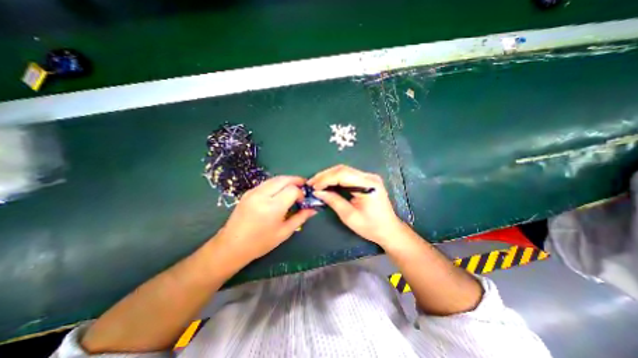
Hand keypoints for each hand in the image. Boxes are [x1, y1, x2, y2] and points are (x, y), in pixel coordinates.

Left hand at [217, 175, 315, 263]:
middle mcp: (262, 195)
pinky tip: (280, 191)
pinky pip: (267, 182)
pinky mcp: (248, 192)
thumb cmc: (260, 243)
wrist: (232, 245)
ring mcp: (253, 192)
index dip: (301, 193)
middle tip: (303, 186)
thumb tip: (313, 209)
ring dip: (287, 180)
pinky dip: (277, 183)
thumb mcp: (284, 232)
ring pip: (275, 178)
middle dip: (296, 180)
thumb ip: (300, 217)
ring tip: (293, 188)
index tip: (303, 200)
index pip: (292, 190)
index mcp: (272, 207)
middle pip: (284, 179)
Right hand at [308, 163, 401, 245]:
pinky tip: (327, 184)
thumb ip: (333, 201)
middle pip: (342, 169)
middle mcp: (369, 176)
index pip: (342, 174)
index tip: (313, 186)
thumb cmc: (371, 226)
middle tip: (311, 183)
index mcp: (367, 185)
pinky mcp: (366, 180)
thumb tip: (318, 191)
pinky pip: (348, 175)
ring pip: (344, 171)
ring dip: (329, 176)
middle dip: (325, 175)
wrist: (389, 230)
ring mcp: (368, 177)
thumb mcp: (349, 216)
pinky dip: (336, 179)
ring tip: (316, 183)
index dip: (325, 178)